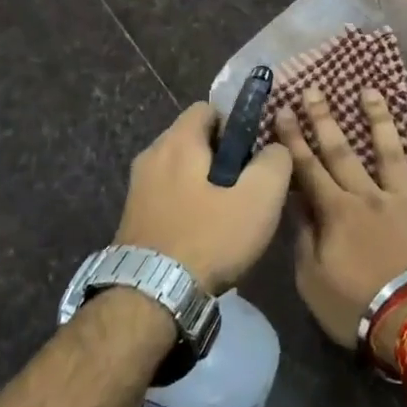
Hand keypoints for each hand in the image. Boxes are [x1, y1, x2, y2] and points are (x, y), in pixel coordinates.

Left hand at [115, 104, 292, 291]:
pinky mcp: (131, 218)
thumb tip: (275, 148)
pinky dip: (185, 205)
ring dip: (203, 184)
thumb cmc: (209, 238)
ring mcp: (136, 188)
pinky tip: (202, 235)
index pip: (208, 108)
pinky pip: (167, 196)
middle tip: (245, 187)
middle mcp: (151, 155)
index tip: (252, 153)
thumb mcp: (260, 197)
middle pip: (193, 139)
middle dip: (220, 157)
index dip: (235, 124)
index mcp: (178, 141)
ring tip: (226, 216)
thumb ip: (275, 161)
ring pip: (180, 170)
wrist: (149, 298)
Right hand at [278, 88, 406, 366]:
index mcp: (336, 212)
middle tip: (315, 89)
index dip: (293, 138)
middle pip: (342, 152)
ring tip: (370, 91)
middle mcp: (368, 196)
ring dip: (378, 119)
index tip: (284, 109)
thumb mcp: (311, 280)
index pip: (307, 168)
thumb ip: (304, 237)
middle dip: (325, 119)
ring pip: (389, 152)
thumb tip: (295, 202)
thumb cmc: (355, 307)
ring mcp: (404, 200)